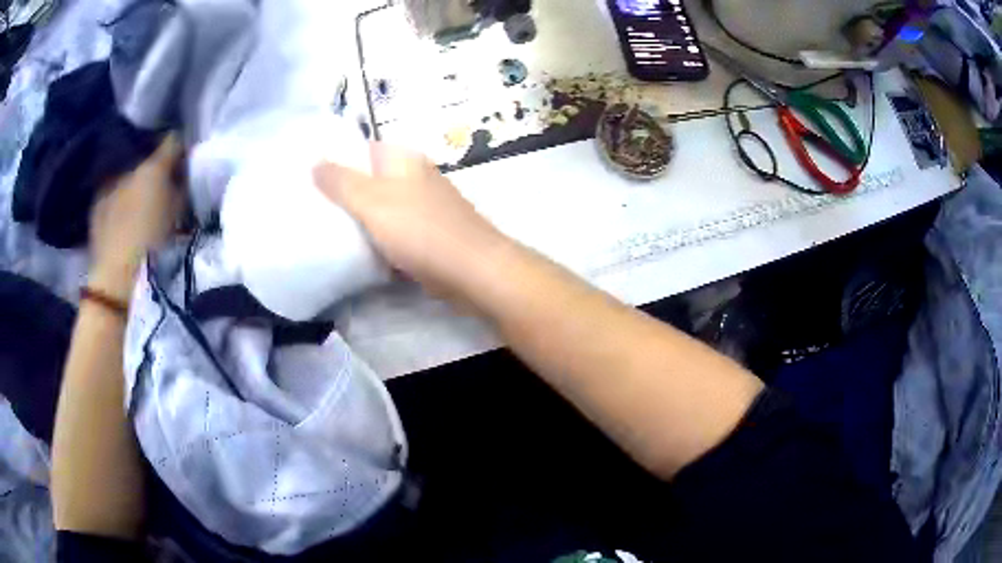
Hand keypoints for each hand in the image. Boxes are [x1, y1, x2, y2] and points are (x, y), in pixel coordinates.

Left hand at [88, 136, 184, 300]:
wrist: (117, 280)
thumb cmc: (153, 246)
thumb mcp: (177, 214)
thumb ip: (182, 187)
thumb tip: (184, 170)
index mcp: (153, 167)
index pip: (172, 140)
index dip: (180, 149)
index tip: (184, 161)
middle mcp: (130, 166)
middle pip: (147, 158)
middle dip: (155, 167)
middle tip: (162, 186)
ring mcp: (109, 184)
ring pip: (128, 174)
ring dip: (135, 182)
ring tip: (140, 202)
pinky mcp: (96, 204)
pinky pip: (112, 192)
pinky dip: (119, 198)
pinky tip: (122, 216)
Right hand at [314, 143, 505, 298]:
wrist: (474, 271)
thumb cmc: (421, 230)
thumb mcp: (372, 201)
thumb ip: (341, 182)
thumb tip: (315, 162)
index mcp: (404, 160)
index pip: (363, 149)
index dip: (337, 159)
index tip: (309, 178)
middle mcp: (416, 177)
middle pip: (372, 179)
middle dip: (345, 192)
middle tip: (312, 208)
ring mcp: (425, 207)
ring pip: (383, 207)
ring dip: (361, 218)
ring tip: (327, 230)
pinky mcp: (430, 235)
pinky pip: (395, 232)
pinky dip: (378, 238)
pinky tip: (358, 252)